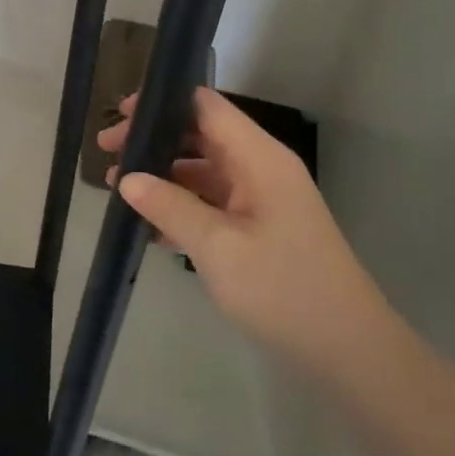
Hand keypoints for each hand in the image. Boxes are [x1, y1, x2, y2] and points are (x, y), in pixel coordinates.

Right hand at [100, 87, 388, 373]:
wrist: (348, 352)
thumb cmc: (283, 289)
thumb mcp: (217, 247)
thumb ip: (169, 207)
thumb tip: (126, 178)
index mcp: (259, 158)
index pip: (206, 107)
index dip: (163, 103)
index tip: (121, 116)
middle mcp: (261, 168)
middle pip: (200, 135)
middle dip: (154, 140)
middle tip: (107, 153)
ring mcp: (261, 199)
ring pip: (203, 170)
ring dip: (163, 175)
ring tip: (117, 189)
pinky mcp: (259, 229)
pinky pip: (212, 202)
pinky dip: (181, 206)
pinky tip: (147, 225)